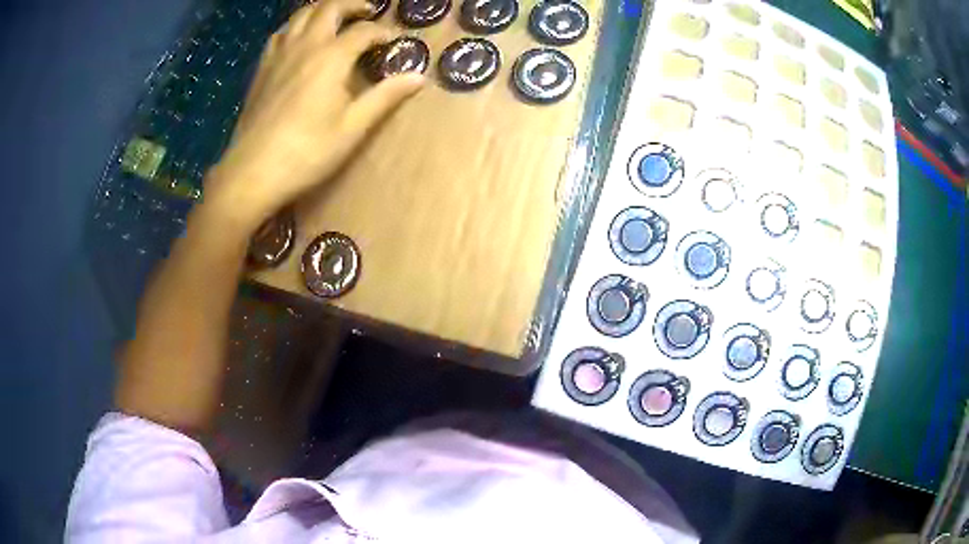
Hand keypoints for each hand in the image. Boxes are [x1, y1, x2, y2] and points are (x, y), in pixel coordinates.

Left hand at [204, 0, 424, 230]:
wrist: (253, 172)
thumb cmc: (307, 152)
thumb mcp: (353, 127)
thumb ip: (385, 96)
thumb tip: (419, 77)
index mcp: (331, 57)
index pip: (363, 31)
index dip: (382, 33)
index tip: (393, 42)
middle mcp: (305, 45)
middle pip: (329, 7)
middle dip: (353, 4)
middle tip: (368, 11)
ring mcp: (279, 54)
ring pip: (301, 14)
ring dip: (322, 9)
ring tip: (335, 17)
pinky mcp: (261, 68)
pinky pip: (280, 33)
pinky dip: (295, 26)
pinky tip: (298, 37)